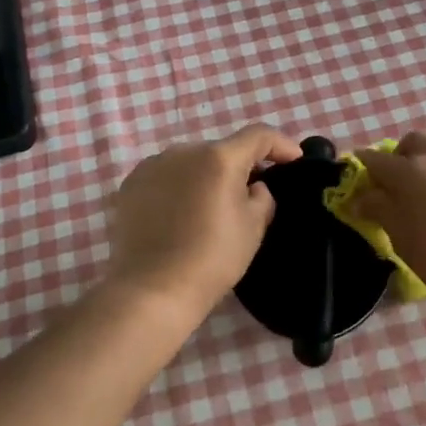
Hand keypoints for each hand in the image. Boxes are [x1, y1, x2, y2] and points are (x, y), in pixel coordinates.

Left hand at [104, 123, 301, 324]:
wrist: (153, 289)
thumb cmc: (212, 258)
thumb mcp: (254, 228)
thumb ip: (262, 196)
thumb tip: (253, 186)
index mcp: (219, 158)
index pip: (258, 136)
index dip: (281, 144)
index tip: (294, 160)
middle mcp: (184, 151)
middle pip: (222, 151)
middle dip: (239, 167)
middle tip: (249, 195)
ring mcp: (153, 166)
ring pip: (191, 163)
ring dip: (205, 176)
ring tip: (208, 207)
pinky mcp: (131, 184)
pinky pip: (165, 177)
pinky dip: (178, 187)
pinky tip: (179, 214)